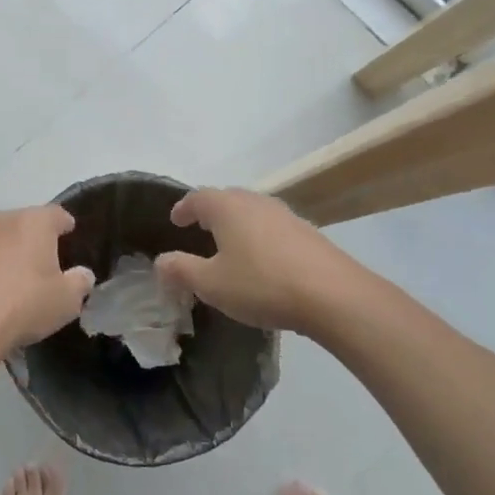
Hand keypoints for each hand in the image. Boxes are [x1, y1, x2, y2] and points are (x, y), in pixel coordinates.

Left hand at [0, 206, 94, 353]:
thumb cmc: (25, 304)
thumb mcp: (67, 300)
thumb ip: (80, 282)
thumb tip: (82, 274)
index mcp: (34, 221)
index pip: (58, 214)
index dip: (67, 226)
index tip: (71, 239)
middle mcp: (4, 219)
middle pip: (27, 223)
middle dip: (38, 239)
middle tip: (47, 264)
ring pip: (2, 238)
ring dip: (11, 252)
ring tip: (18, 279)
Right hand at [154, 188, 384, 334]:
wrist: (335, 296)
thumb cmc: (262, 284)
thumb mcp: (211, 284)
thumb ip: (182, 270)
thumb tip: (160, 261)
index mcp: (227, 207)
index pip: (197, 197)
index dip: (183, 208)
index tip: (175, 220)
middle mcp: (255, 202)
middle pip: (226, 198)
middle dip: (211, 211)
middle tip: (200, 228)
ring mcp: (285, 215)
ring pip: (252, 211)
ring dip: (237, 223)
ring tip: (230, 244)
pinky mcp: (308, 233)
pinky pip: (272, 227)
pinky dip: (259, 236)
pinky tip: (263, 260)